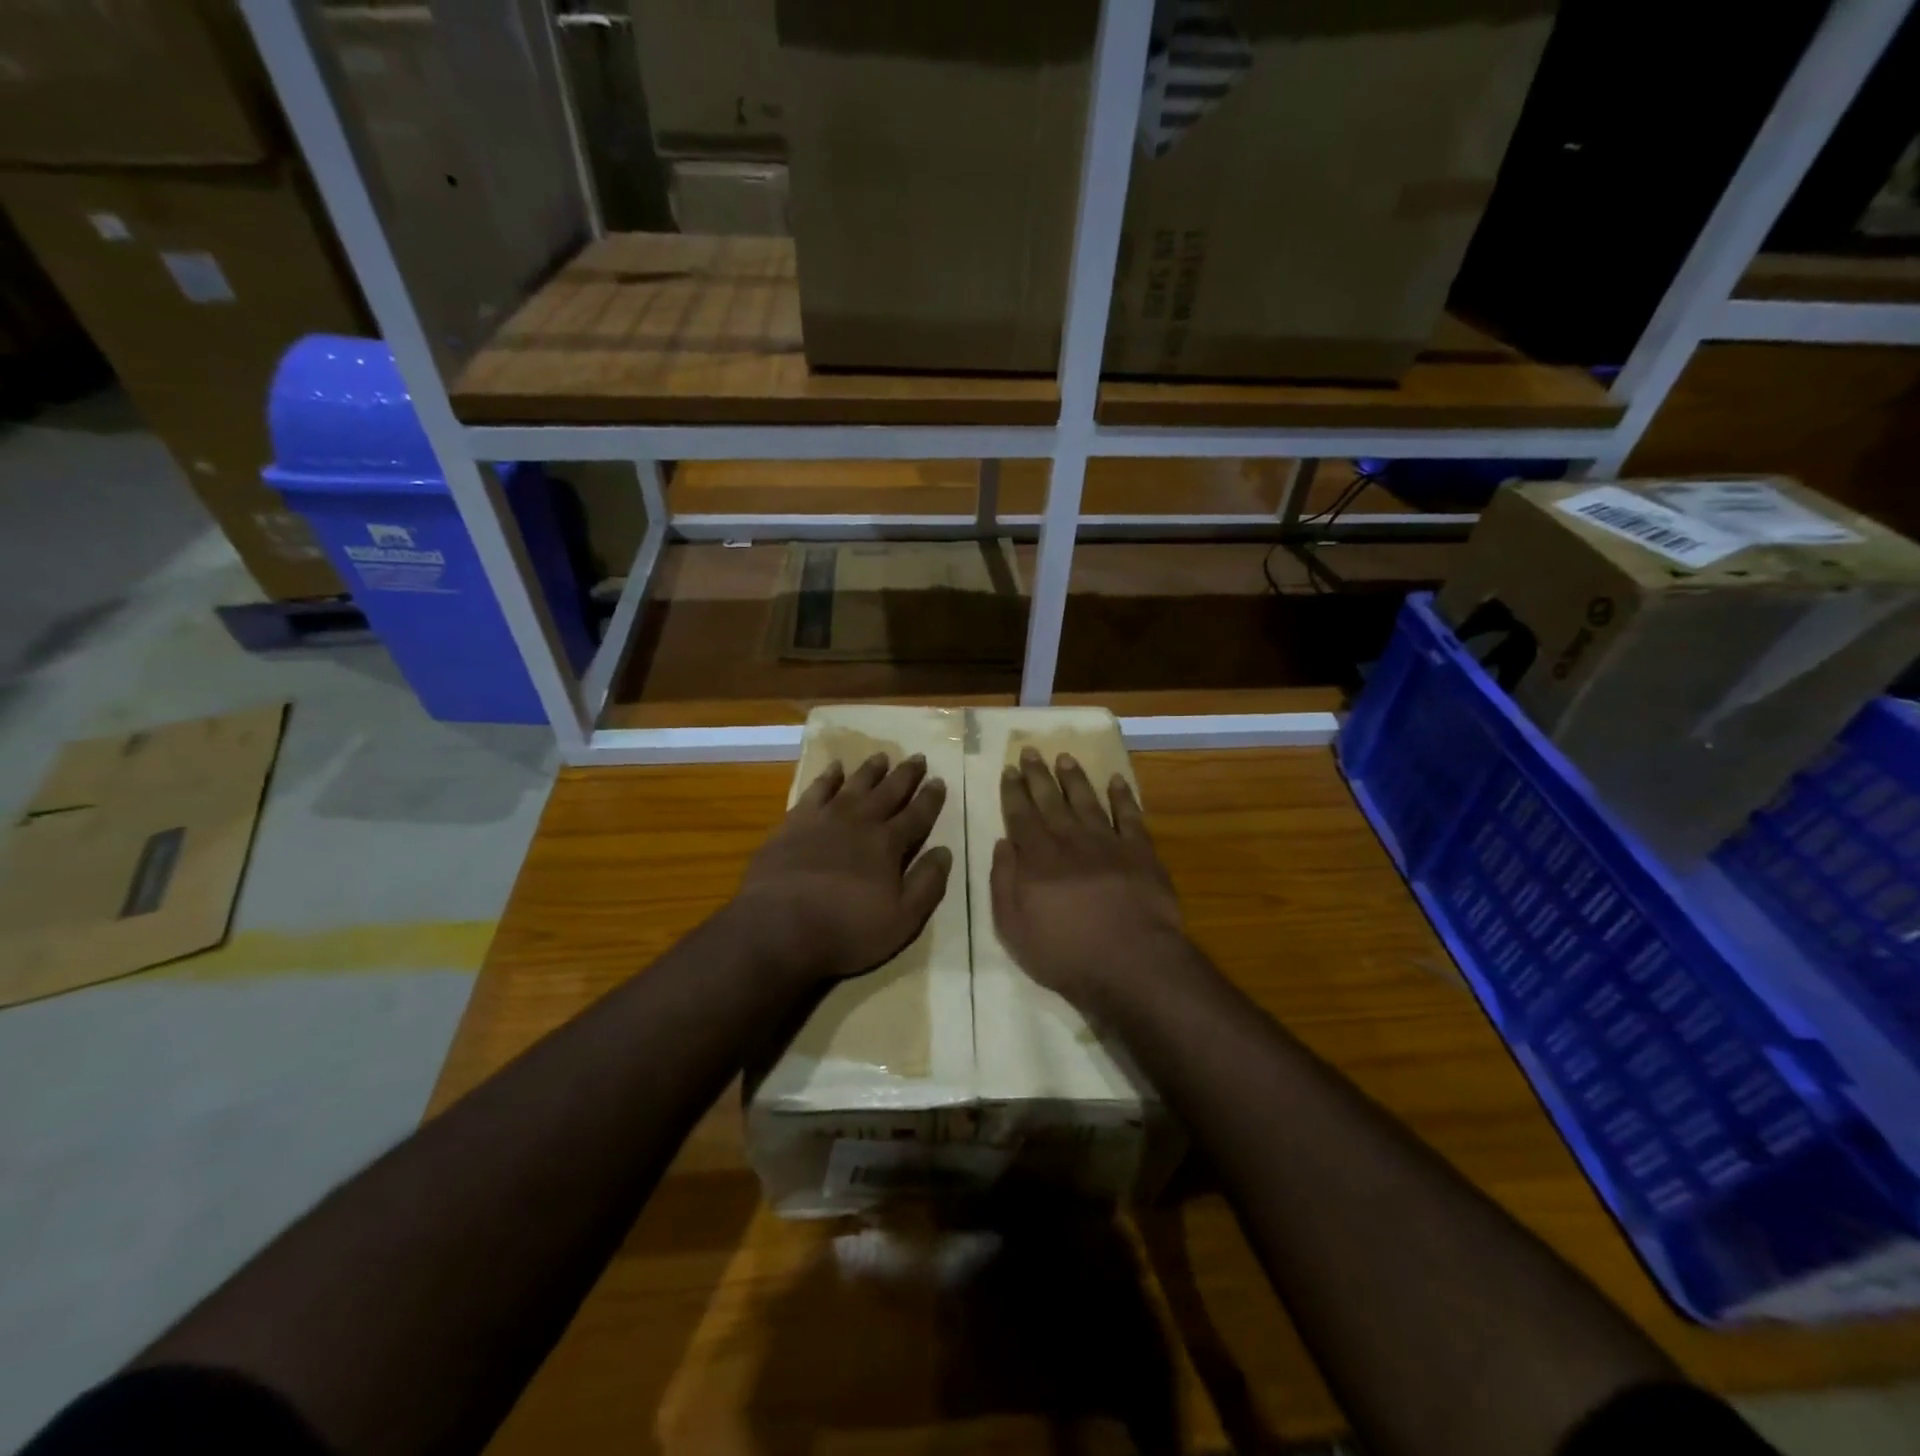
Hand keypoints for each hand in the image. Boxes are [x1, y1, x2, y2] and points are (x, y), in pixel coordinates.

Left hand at [734, 752, 952, 984]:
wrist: (778, 926)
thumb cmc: (845, 930)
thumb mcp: (902, 920)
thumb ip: (927, 884)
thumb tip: (944, 851)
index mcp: (888, 845)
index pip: (917, 815)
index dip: (930, 799)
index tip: (939, 780)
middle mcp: (860, 822)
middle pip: (889, 792)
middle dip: (906, 775)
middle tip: (917, 757)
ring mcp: (825, 818)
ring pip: (855, 785)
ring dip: (870, 770)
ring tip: (882, 756)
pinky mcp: (794, 822)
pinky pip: (816, 790)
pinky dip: (828, 777)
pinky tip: (834, 768)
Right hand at [990, 748, 1190, 1014]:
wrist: (1131, 961)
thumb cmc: (1066, 953)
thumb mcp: (1014, 929)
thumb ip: (1004, 883)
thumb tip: (1003, 843)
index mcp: (1037, 859)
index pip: (1020, 815)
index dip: (1013, 791)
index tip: (1009, 769)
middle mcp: (1070, 841)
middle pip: (1050, 801)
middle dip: (1038, 775)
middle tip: (1030, 750)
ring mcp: (1108, 843)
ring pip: (1087, 801)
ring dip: (1075, 778)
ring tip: (1065, 757)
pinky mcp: (1140, 852)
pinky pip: (1130, 816)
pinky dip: (1122, 796)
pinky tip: (1116, 780)